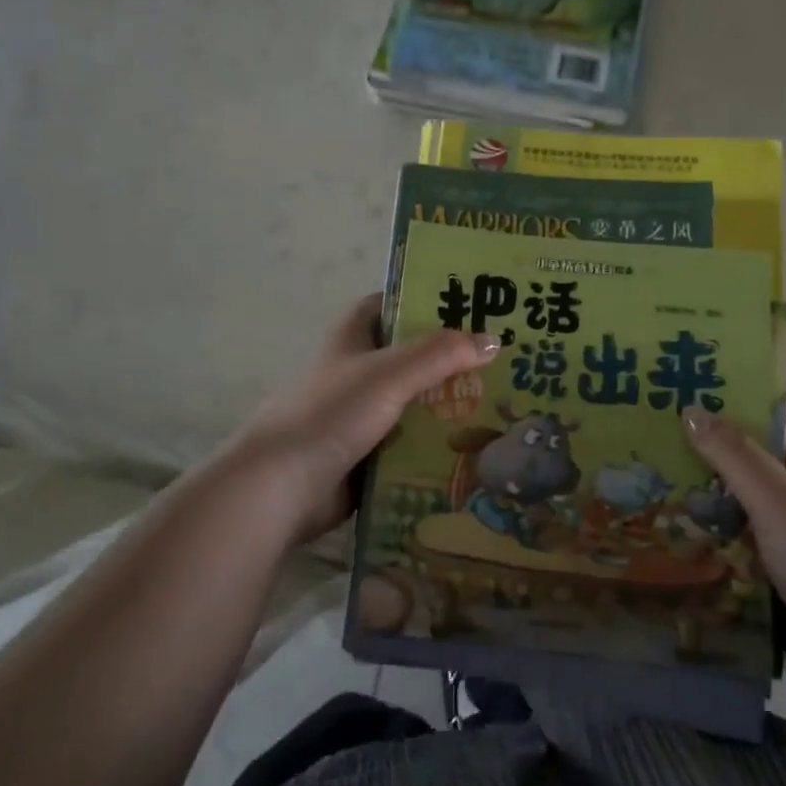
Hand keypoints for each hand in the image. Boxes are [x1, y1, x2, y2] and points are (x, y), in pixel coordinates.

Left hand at [225, 294, 500, 548]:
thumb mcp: (390, 373)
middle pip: (410, 356)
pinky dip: (437, 444)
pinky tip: (476, 446)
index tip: (470, 302)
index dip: (424, 299)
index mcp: (352, 338)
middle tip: (502, 359)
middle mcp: (356, 371)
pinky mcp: (367, 454)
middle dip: (450, 358)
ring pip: (414, 402)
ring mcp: (360, 415)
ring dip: (449, 405)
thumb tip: (493, 340)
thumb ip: (441, 354)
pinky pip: (411, 443)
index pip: (390, 304)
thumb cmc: (332, 413)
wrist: (282, 487)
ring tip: (503, 403)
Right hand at [682, 400, 785, 686]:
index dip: (742, 393)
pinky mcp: (783, 567)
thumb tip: (691, 410)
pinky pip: (741, 535)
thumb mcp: (777, 498)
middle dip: (711, 443)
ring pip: (743, 497)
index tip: (693, 385)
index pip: (780, 410)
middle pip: (755, 454)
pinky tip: (674, 527)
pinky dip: (713, 528)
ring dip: (706, 489)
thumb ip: (734, 454)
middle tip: (657, 431)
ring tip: (652, 474)